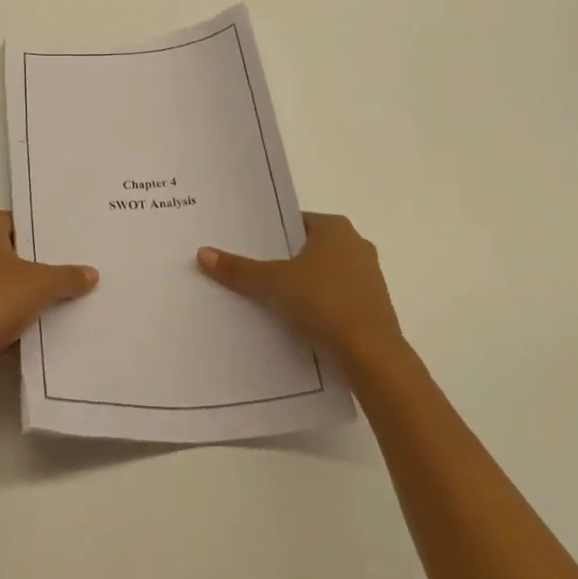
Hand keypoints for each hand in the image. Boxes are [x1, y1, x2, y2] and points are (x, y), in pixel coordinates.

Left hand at [0, 212, 97, 381]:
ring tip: (56, 302)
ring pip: (0, 283)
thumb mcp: (39, 285)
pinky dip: (6, 318)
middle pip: (10, 252)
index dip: (40, 229)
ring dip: (21, 294)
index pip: (17, 220)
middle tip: (67, 271)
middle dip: (35, 264)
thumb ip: (66, 277)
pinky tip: (31, 332)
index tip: (65, 242)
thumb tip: (92, 273)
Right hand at [197, 213, 402, 369]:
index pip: (294, 222)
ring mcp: (369, 277)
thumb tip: (202, 253)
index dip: (270, 234)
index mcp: (335, 228)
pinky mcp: (374, 307)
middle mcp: (356, 245)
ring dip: (304, 284)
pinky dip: (320, 305)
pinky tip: (299, 320)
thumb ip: (239, 269)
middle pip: (309, 247)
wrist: (373, 356)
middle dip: (285, 259)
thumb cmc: (323, 303)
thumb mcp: (273, 283)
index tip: (249, 247)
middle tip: (254, 271)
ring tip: (272, 298)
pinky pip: (338, 298)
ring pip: (325, 274)